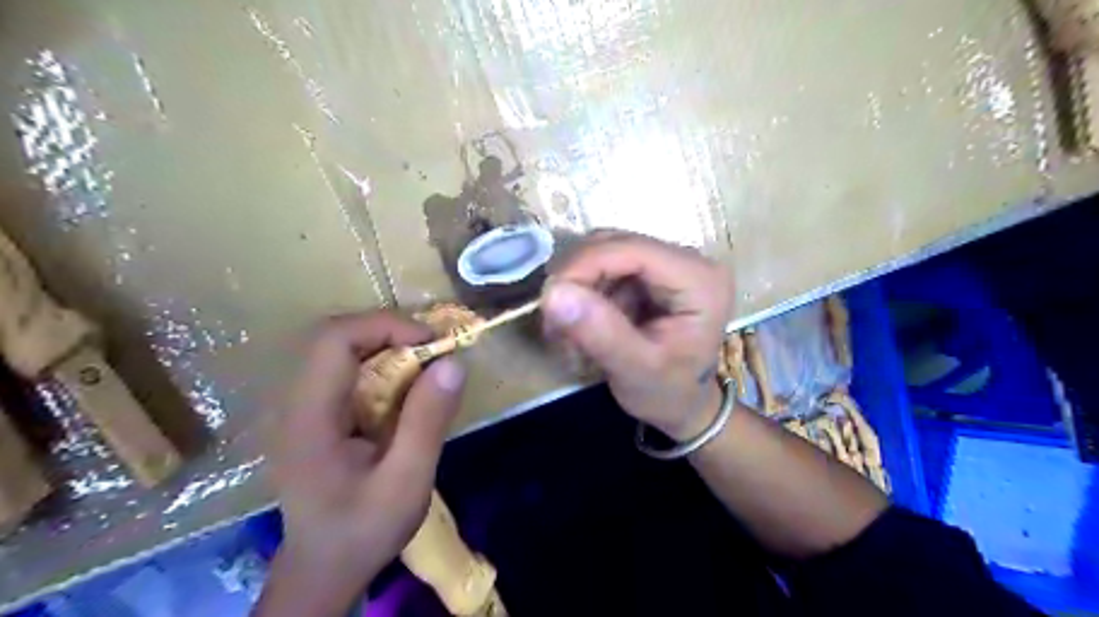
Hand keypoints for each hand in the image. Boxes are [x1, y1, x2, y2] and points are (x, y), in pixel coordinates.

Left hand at [260, 314, 465, 615]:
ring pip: (341, 350)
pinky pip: (346, 370)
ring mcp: (301, 408)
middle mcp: (296, 403)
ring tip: (426, 363)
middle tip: (433, 349)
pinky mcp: (314, 414)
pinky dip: (381, 364)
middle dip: (389, 332)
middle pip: (335, 337)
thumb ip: (427, 422)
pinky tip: (406, 386)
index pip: (334, 340)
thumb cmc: (363, 531)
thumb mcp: (406, 483)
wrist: (323, 569)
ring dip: (387, 345)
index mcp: (309, 417)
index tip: (432, 341)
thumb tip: (453, 363)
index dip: (385, 326)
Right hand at [540, 229, 726, 438]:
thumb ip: (600, 333)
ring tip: (566, 329)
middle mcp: (688, 259)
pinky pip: (604, 267)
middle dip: (577, 278)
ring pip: (604, 252)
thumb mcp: (636, 370)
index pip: (633, 249)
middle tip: (553, 321)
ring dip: (577, 287)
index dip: (584, 264)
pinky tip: (581, 323)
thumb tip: (553, 292)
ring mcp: (668, 262)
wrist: (683, 405)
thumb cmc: (668, 393)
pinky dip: (585, 292)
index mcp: (699, 280)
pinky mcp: (650, 272)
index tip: (549, 297)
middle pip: (615, 244)